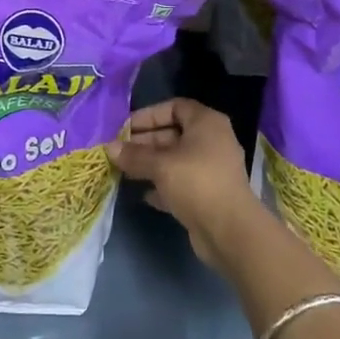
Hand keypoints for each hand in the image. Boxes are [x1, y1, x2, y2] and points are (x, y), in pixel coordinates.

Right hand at [108, 98, 264, 266]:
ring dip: (150, 164)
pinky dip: (163, 185)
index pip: (174, 107)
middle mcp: (212, 141)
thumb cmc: (196, 183)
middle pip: (173, 134)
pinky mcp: (208, 194)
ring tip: (124, 169)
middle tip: (118, 150)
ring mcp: (211, 169)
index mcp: (206, 123)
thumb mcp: (161, 165)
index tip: (126, 127)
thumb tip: (109, 148)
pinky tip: (143, 193)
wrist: (230, 231)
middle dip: (145, 141)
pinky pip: (181, 182)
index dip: (149, 115)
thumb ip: (134, 155)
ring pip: (175, 160)